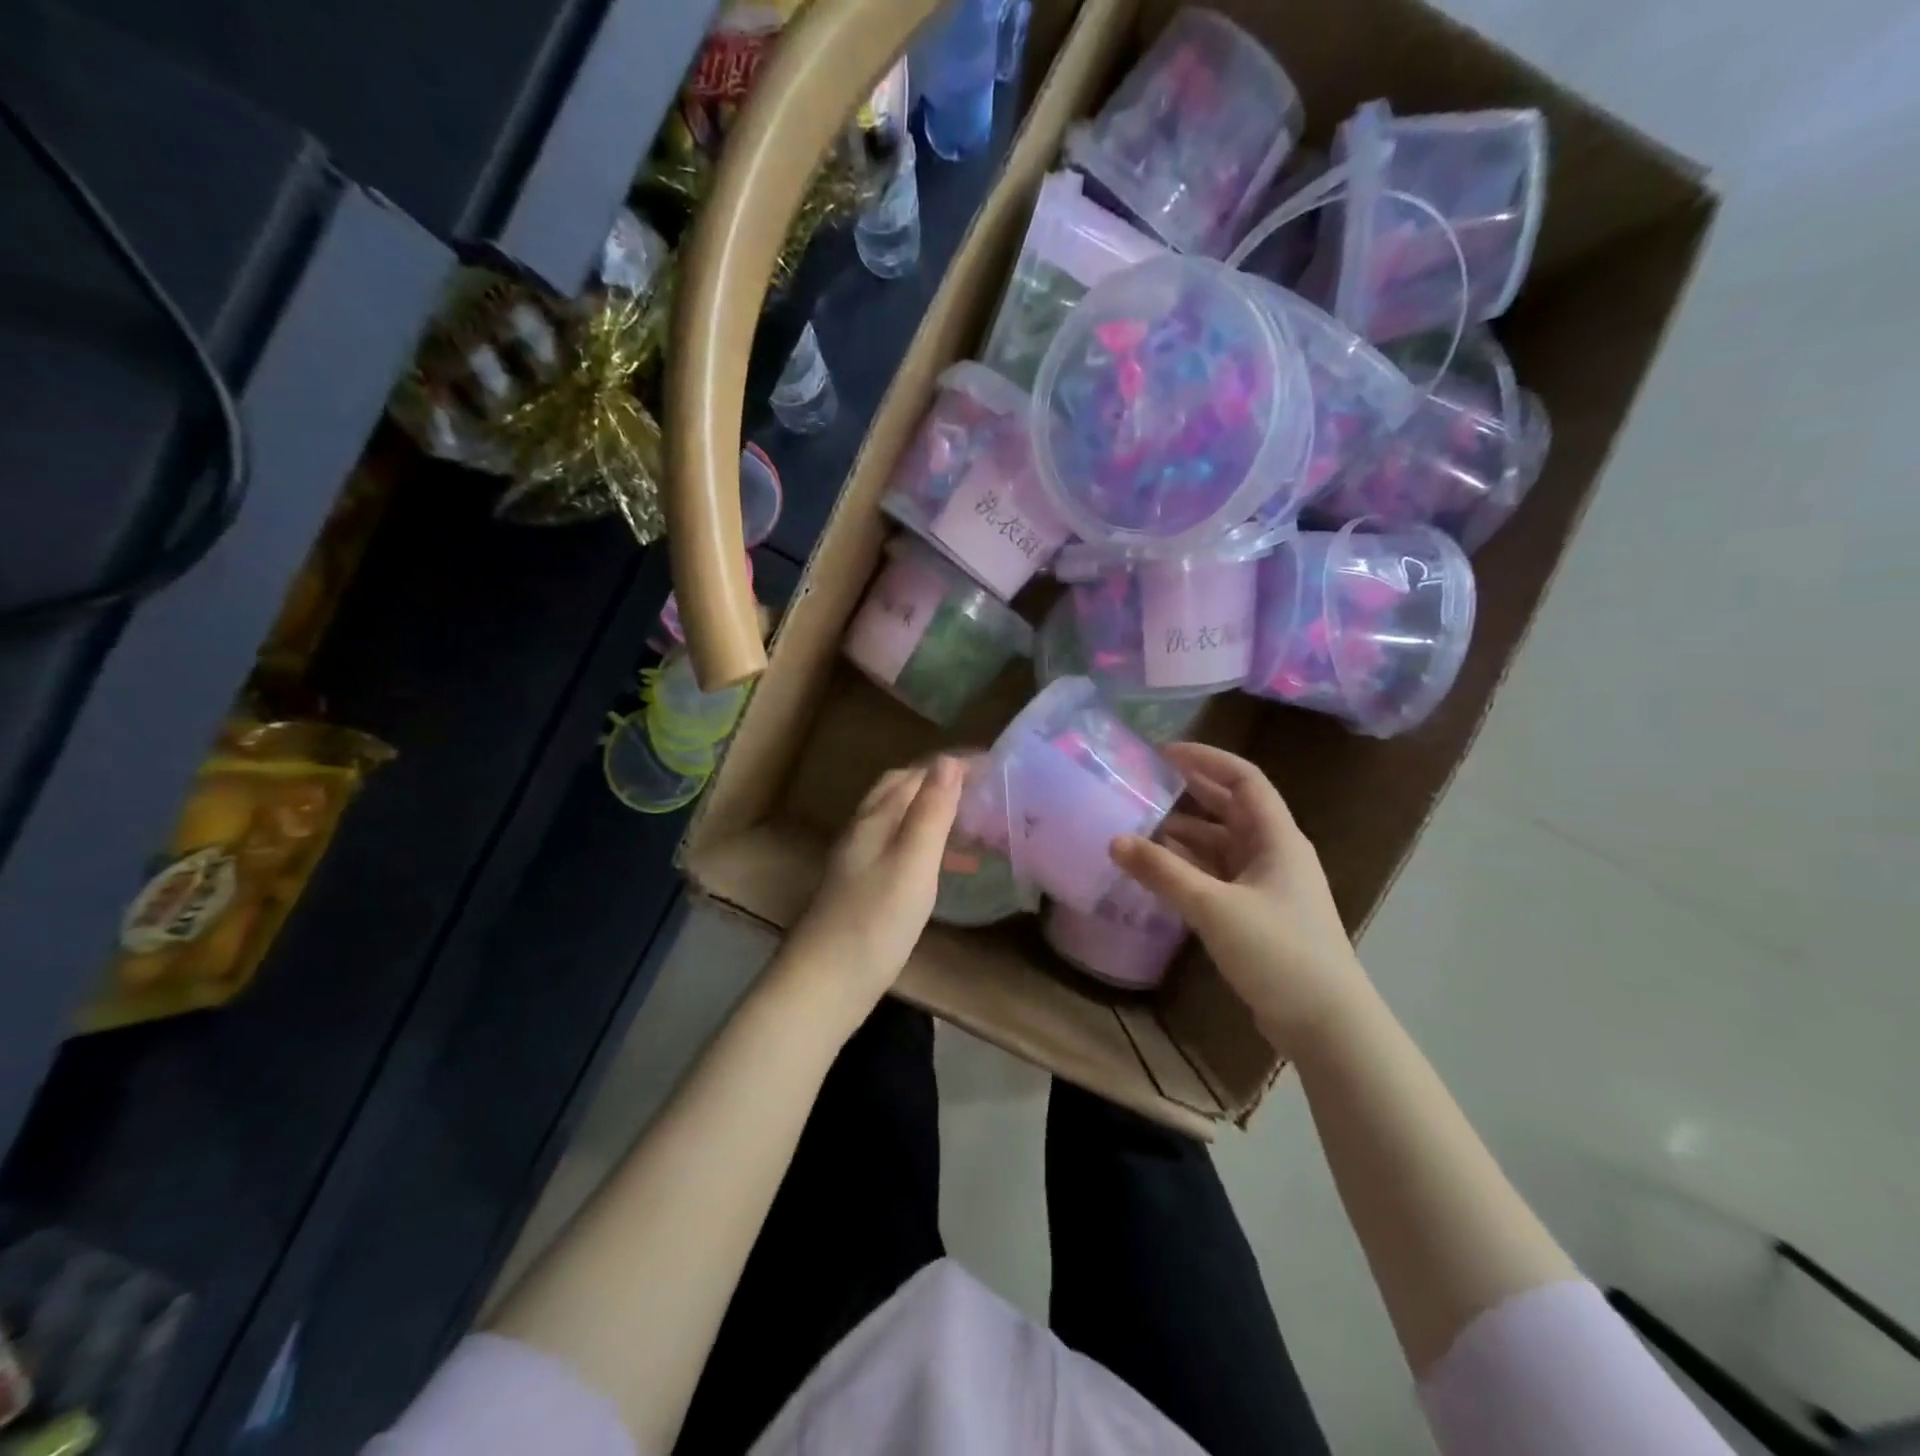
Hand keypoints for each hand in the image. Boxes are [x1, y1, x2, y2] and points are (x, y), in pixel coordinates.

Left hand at [778, 756, 962, 1025]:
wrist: (823, 985)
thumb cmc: (875, 922)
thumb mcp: (912, 863)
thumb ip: (931, 812)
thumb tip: (948, 760)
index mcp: (875, 818)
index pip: (916, 774)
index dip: (953, 765)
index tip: (993, 766)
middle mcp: (863, 831)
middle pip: (902, 790)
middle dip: (941, 782)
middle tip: (982, 791)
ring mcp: (859, 860)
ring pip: (901, 819)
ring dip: (935, 813)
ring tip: (974, 826)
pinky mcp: (862, 887)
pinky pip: (900, 848)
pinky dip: (927, 845)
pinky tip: (946, 868)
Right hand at [1111, 742, 1372, 1057]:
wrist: (1326, 1024)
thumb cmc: (1278, 952)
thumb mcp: (1214, 907)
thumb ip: (1163, 872)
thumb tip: (1115, 840)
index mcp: (1277, 838)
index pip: (1244, 780)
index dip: (1207, 759)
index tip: (1165, 752)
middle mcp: (1275, 854)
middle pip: (1232, 809)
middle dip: (1192, 792)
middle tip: (1147, 783)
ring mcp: (1268, 886)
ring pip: (1222, 846)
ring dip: (1187, 835)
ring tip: (1141, 828)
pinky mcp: (1259, 915)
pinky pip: (1219, 877)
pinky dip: (1191, 868)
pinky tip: (1161, 872)